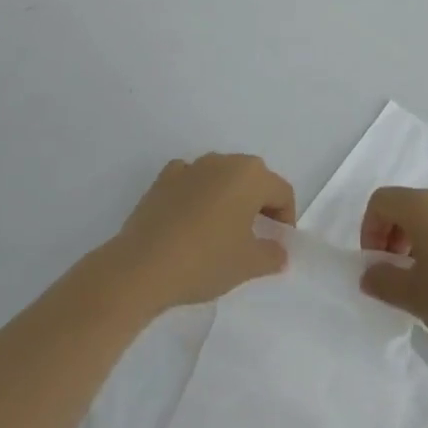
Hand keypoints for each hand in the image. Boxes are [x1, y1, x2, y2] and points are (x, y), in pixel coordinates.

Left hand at [109, 153, 295, 313]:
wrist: (142, 266)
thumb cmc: (205, 260)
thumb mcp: (248, 264)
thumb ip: (272, 255)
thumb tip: (279, 251)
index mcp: (250, 175)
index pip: (281, 192)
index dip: (286, 218)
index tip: (278, 244)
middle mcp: (223, 161)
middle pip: (253, 179)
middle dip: (259, 205)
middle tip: (255, 237)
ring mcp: (190, 166)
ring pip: (221, 177)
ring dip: (228, 198)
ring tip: (221, 232)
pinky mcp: (163, 178)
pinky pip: (191, 180)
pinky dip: (197, 194)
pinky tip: (191, 220)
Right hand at [358, 186, 427, 359]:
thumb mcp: (414, 298)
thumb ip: (384, 281)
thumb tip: (370, 272)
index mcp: (425, 207)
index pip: (382, 201)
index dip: (369, 229)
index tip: (376, 265)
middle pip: (407, 205)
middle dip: (392, 235)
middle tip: (395, 274)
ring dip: (417, 241)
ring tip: (424, 282)